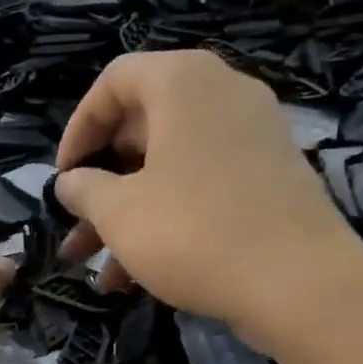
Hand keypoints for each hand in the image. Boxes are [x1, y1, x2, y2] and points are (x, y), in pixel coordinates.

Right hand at [54, 51, 362, 350]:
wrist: (300, 282)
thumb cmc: (193, 232)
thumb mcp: (119, 212)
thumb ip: (84, 189)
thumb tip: (70, 182)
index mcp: (183, 83)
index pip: (114, 80)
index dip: (78, 128)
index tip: (62, 177)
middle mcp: (222, 95)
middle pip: (141, 127)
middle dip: (100, 184)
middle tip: (75, 226)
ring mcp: (253, 136)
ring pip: (169, 167)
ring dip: (127, 214)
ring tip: (97, 270)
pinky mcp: (269, 177)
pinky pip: (202, 187)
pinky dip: (167, 220)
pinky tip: (137, 277)